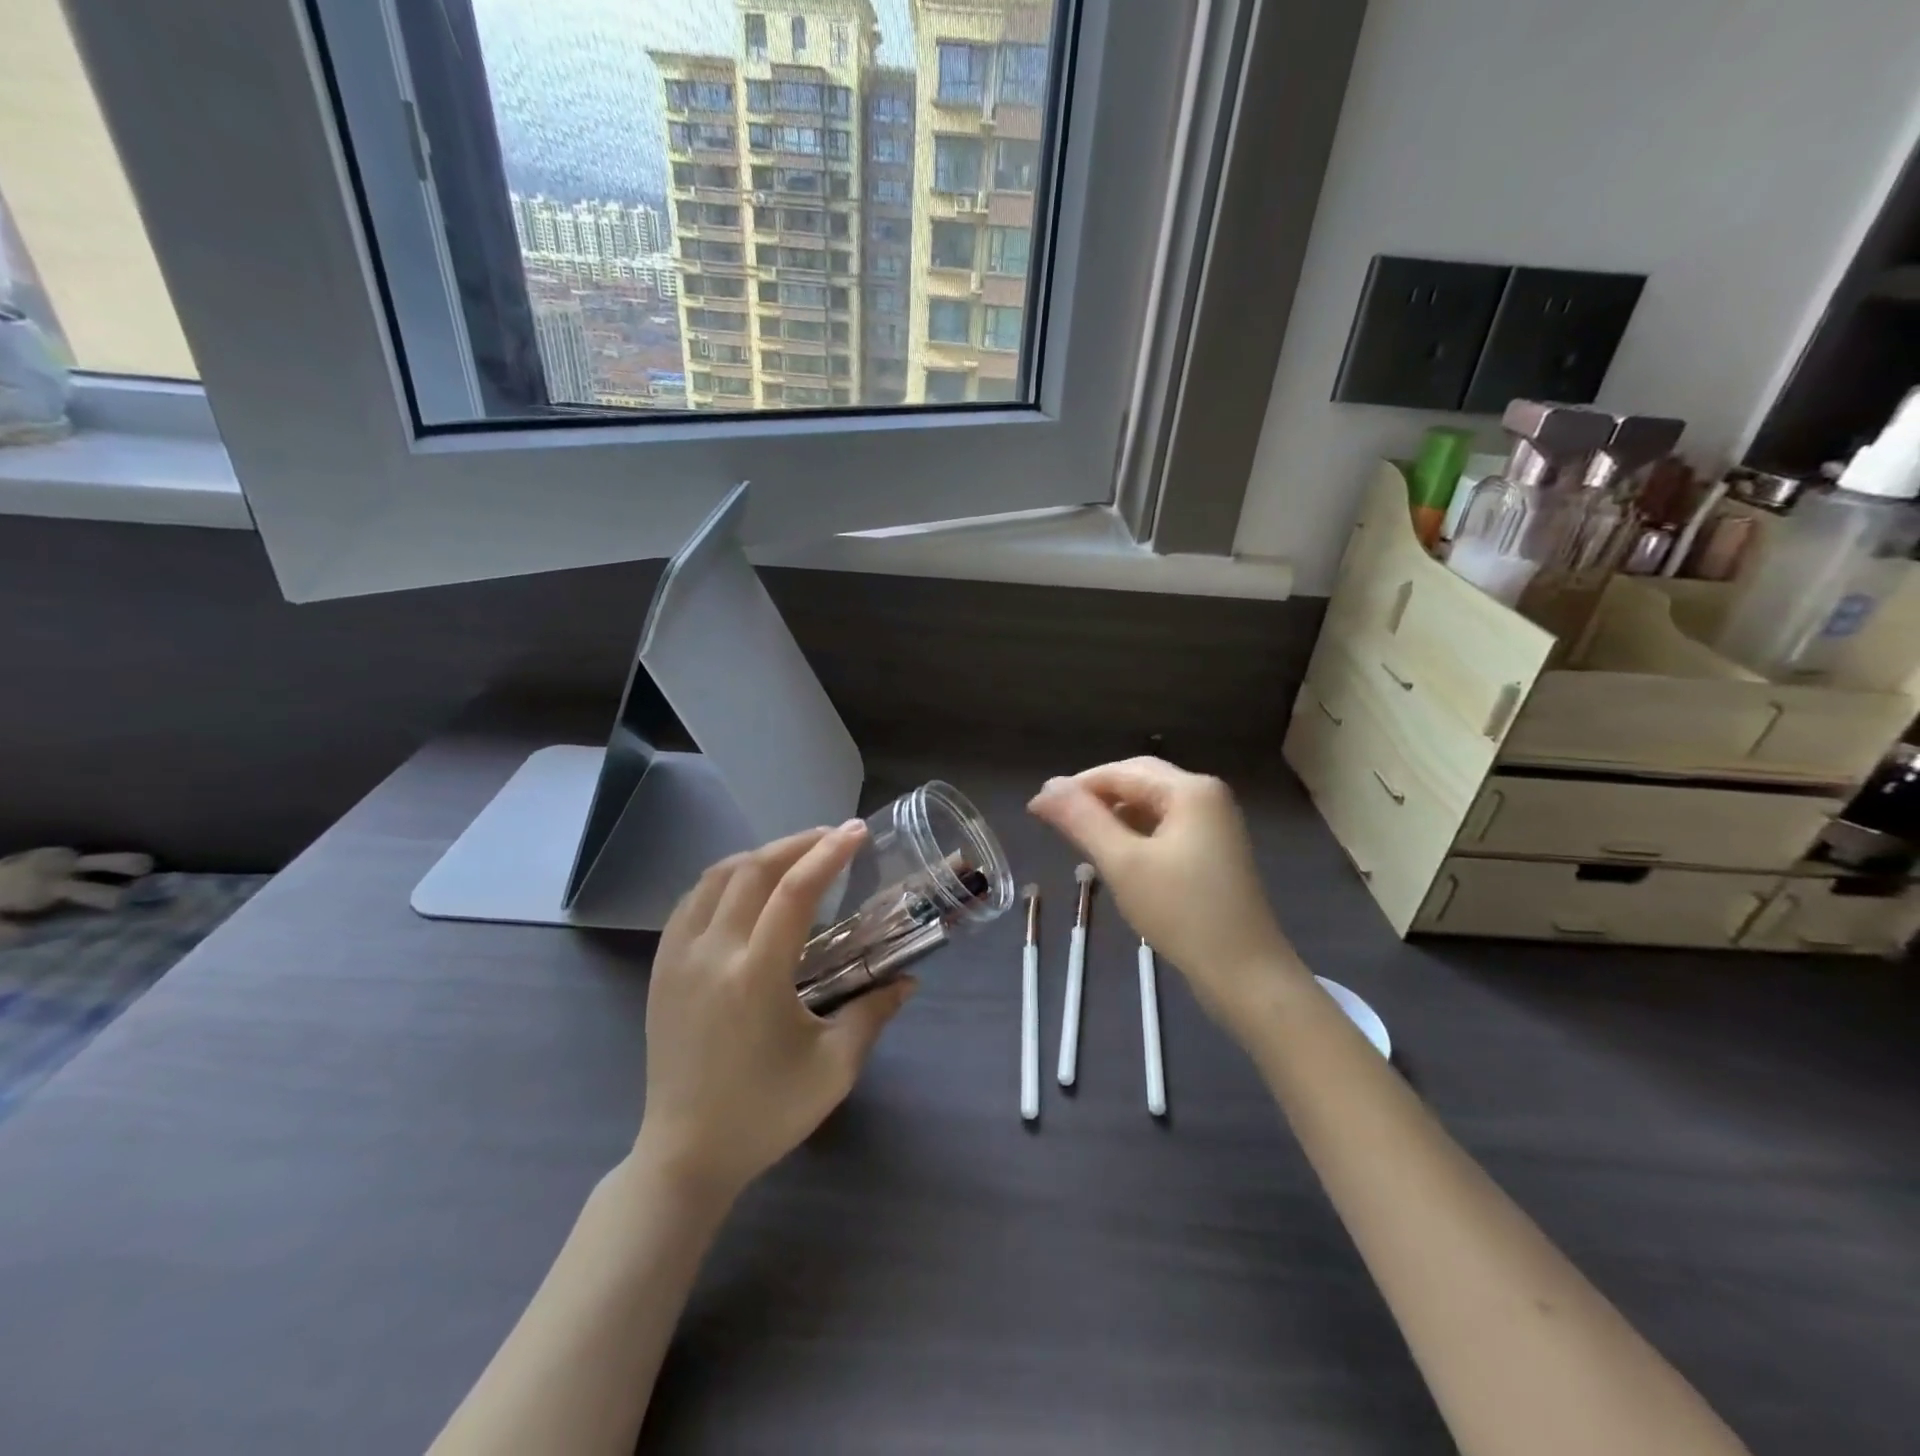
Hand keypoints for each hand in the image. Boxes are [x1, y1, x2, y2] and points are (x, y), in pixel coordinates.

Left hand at [635, 823, 912, 1203]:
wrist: (685, 1155)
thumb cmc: (766, 1113)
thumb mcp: (833, 1069)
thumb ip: (873, 1014)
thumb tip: (909, 980)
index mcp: (755, 977)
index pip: (794, 892)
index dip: (829, 854)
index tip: (857, 832)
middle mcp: (711, 955)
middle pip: (752, 870)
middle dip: (797, 843)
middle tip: (833, 838)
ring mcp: (678, 958)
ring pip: (716, 877)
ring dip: (760, 855)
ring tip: (795, 856)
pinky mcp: (661, 968)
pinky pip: (692, 901)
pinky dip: (725, 878)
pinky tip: (747, 887)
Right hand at [1029, 758, 1304, 1026]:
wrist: (1246, 974)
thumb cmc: (1182, 913)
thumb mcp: (1124, 864)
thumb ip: (1082, 820)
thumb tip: (1046, 788)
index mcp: (1190, 790)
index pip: (1119, 772)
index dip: (1075, 787)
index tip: (1037, 809)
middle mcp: (1206, 796)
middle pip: (1138, 781)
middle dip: (1094, 796)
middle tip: (1055, 820)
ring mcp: (1214, 824)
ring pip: (1151, 804)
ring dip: (1113, 815)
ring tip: (1078, 838)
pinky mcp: (1214, 850)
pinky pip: (1165, 826)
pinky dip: (1135, 833)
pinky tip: (1115, 854)